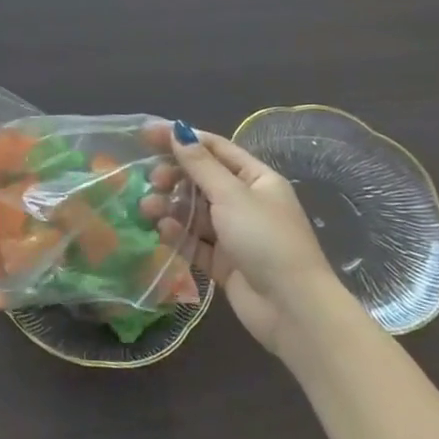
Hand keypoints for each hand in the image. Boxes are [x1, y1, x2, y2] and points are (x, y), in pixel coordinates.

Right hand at [141, 123, 345, 356]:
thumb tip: (178, 130)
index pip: (214, 148)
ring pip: (194, 211)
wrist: (292, 309)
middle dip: (173, 177)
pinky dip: (179, 234)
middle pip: (201, 180)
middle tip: (152, 180)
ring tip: (148, 208)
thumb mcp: (231, 195)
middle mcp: (245, 202)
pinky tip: (164, 231)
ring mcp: (234, 233)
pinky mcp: (223, 261)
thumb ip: (200, 164)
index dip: (181, 139)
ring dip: (170, 206)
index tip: (146, 134)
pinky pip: (195, 241)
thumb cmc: (265, 239)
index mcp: (256, 179)